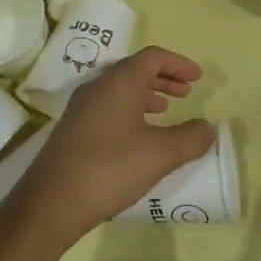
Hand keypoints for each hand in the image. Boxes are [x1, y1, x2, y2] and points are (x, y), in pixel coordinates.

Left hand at [13, 46, 215, 244]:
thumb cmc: (110, 168)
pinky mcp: (72, 129)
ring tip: (165, 111)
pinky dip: (130, 110)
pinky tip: (138, 136)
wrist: (51, 203)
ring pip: (120, 89)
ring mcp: (81, 108)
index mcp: (119, 81)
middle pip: (135, 70)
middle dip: (164, 78)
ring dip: (146, 94)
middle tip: (186, 92)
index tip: (199, 78)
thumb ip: (190, 138)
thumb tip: (209, 128)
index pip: (153, 57)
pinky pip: (108, 106)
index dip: (179, 64)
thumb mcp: (160, 154)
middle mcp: (98, 86)